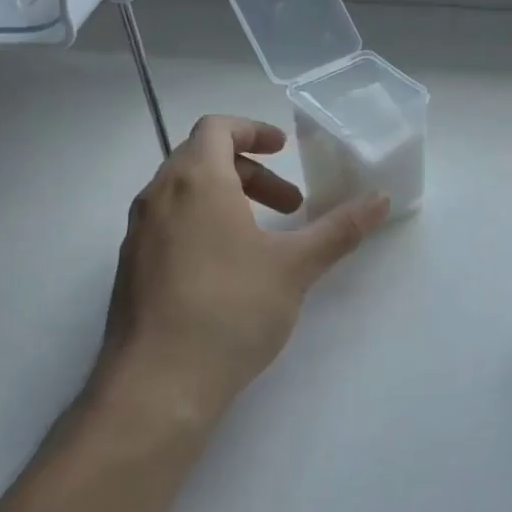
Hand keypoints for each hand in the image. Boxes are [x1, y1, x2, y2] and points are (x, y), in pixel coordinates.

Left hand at [87, 115, 387, 442]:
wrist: (158, 384)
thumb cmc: (231, 309)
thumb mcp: (296, 267)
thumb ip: (340, 229)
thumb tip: (381, 199)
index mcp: (195, 181)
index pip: (216, 128)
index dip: (253, 130)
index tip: (284, 150)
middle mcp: (158, 197)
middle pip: (202, 160)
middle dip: (251, 174)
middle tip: (290, 205)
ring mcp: (137, 235)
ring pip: (184, 195)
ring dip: (228, 201)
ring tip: (264, 240)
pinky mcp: (130, 270)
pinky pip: (169, 227)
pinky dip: (203, 226)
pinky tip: (229, 273)